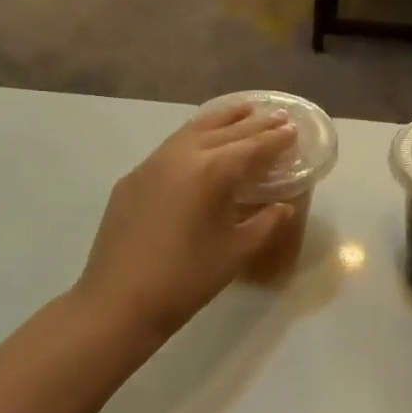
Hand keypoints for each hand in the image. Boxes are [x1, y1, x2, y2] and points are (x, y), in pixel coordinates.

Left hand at [73, 103, 297, 337]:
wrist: (118, 301)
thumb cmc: (185, 279)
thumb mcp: (235, 252)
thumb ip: (265, 224)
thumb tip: (283, 206)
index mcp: (212, 172)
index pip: (252, 146)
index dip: (275, 138)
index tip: (293, 128)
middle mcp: (183, 155)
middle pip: (225, 131)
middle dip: (254, 123)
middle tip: (277, 115)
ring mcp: (153, 163)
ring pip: (194, 129)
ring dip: (223, 119)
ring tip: (244, 111)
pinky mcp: (134, 176)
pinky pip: (172, 145)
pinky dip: (194, 135)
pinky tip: (200, 141)